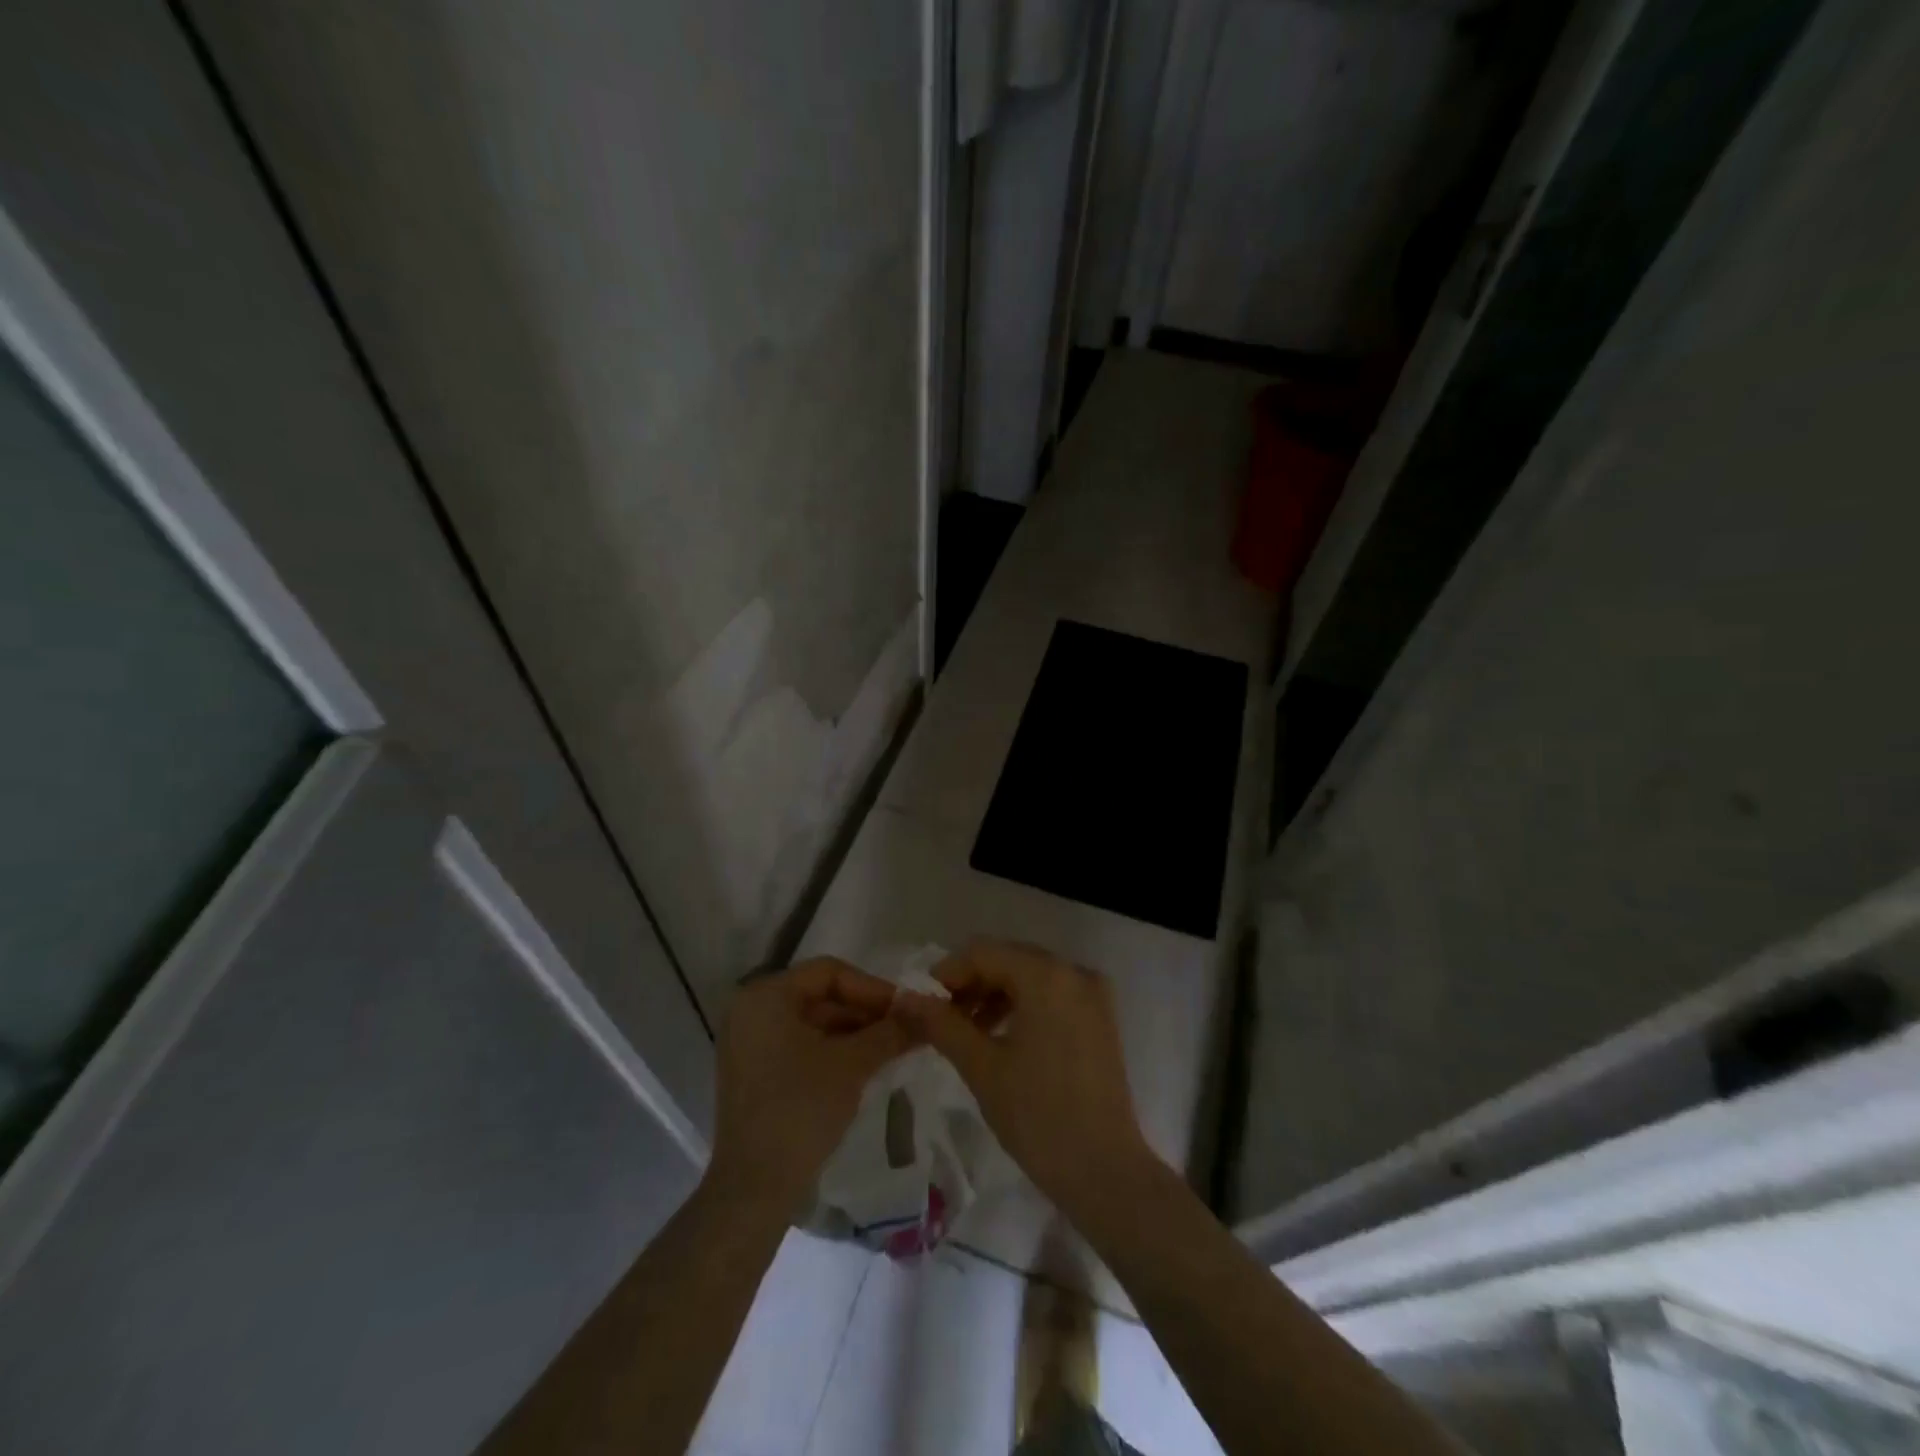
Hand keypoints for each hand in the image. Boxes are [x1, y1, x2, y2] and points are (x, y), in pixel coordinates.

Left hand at [708, 958, 911, 1215]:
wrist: (754, 1190)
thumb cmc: (801, 1110)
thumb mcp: (852, 1064)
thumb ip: (889, 1031)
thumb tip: (924, 1012)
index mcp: (765, 996)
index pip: (829, 972)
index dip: (872, 987)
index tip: (906, 1008)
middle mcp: (751, 1010)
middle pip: (820, 995)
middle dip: (865, 1011)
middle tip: (905, 1028)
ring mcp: (748, 1042)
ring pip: (813, 1021)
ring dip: (854, 1032)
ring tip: (893, 1047)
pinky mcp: (754, 1071)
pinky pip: (800, 1044)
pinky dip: (833, 1050)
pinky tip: (866, 1065)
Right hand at [891, 939, 1152, 1216]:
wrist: (1105, 1172)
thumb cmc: (1038, 1116)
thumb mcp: (981, 1067)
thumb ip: (941, 1024)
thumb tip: (904, 999)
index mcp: (1047, 975)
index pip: (983, 953)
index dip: (947, 973)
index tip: (920, 1003)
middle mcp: (1074, 972)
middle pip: (1009, 959)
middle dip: (971, 983)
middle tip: (939, 1017)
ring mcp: (1093, 994)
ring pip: (1030, 976)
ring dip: (994, 995)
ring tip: (965, 1030)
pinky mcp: (1100, 1018)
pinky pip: (1052, 995)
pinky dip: (1023, 1006)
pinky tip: (1000, 1036)